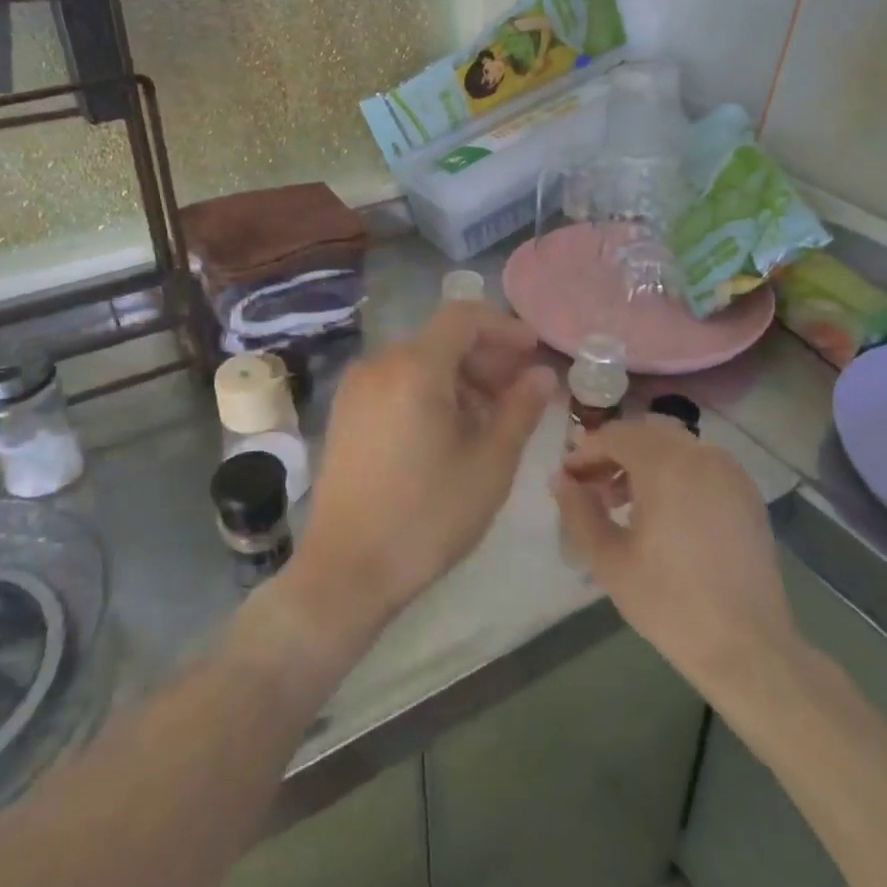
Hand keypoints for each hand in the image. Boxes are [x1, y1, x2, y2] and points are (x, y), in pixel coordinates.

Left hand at [289, 302, 557, 643]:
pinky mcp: (345, 413)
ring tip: (489, 418)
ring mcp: (356, 388)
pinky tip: (448, 431)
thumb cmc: (427, 516)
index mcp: (414, 367)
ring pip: (419, 361)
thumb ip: (520, 409)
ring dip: (460, 376)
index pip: (464, 316)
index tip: (533, 352)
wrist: (346, 570)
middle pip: (441, 339)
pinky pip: (396, 382)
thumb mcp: (489, 464)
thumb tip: (541, 374)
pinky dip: (429, 390)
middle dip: (486, 356)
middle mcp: (379, 364)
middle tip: (520, 391)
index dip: (504, 327)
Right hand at [555, 418, 800, 696]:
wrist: (747, 647)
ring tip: (620, 501)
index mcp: (666, 464)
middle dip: (613, 452)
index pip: (615, 435)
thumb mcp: (608, 558)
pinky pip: (700, 464)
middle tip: (590, 486)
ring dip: (643, 460)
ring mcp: (729, 472)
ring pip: (674, 446)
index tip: (566, 476)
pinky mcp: (746, 493)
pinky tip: (661, 510)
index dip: (585, 451)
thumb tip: (561, 479)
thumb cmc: (669, 602)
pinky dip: (674, 471)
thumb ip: (578, 510)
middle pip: (645, 434)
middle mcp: (701, 455)